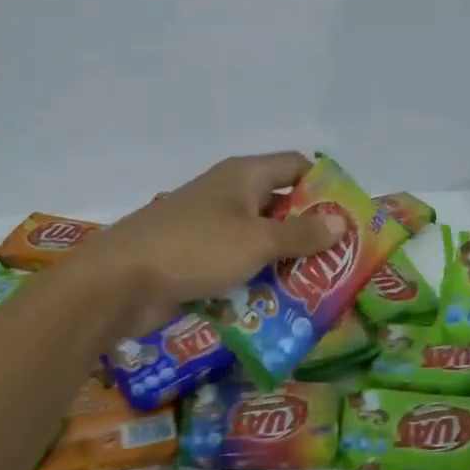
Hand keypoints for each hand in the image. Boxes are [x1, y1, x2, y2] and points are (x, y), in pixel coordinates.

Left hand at [72, 153, 344, 335]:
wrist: (119, 282)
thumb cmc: (195, 249)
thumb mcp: (257, 241)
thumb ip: (301, 234)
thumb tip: (341, 222)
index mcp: (243, 175)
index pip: (296, 166)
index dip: (324, 186)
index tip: (349, 217)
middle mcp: (228, 194)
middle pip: (280, 205)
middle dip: (309, 231)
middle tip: (340, 261)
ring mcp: (209, 227)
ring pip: (259, 239)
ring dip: (284, 261)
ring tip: (317, 288)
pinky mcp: (195, 258)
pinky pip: (236, 263)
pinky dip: (256, 278)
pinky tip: (277, 303)